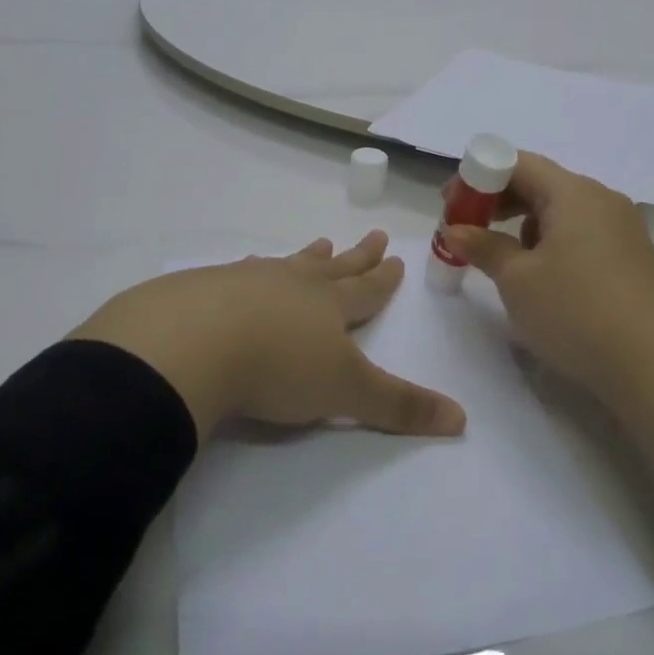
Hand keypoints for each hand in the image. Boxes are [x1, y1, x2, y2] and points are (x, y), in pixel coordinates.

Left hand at [71, 231, 464, 441]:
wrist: (192, 343)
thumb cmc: (277, 367)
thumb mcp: (345, 392)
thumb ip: (398, 406)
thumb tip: (461, 419)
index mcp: (328, 306)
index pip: (366, 289)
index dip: (383, 278)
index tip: (395, 257)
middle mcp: (293, 284)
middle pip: (334, 268)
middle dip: (357, 256)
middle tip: (373, 235)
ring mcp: (249, 281)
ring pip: (289, 264)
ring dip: (308, 257)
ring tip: (320, 243)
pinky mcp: (207, 288)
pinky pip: (241, 272)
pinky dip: (253, 269)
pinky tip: (246, 267)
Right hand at [440, 155, 653, 461]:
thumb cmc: (578, 312)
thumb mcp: (518, 280)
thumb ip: (483, 247)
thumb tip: (456, 230)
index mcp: (573, 192)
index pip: (517, 163)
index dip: (478, 176)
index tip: (450, 202)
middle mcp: (601, 199)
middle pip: (540, 184)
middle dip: (497, 201)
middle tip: (466, 228)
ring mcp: (621, 228)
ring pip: (560, 211)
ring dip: (523, 225)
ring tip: (500, 257)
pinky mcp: (631, 258)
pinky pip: (580, 234)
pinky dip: (551, 243)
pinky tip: (541, 276)